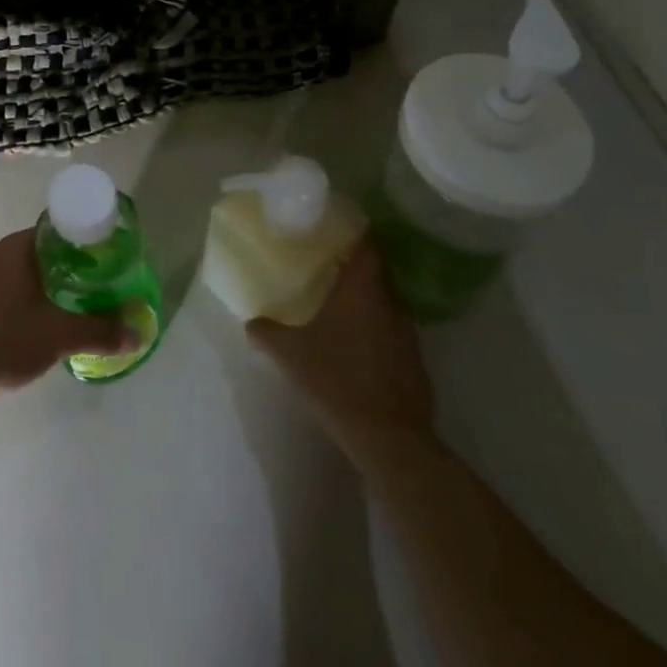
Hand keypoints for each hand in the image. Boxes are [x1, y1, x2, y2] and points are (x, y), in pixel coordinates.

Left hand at [0, 229, 135, 405]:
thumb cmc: (2, 341)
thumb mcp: (59, 336)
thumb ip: (101, 331)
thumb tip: (139, 330)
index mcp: (15, 248)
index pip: (56, 230)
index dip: (83, 242)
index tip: (104, 260)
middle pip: (39, 251)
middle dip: (67, 268)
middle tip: (93, 289)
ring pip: (19, 273)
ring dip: (43, 287)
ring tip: (68, 310)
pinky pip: (1, 291)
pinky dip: (21, 302)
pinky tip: (32, 328)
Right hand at [247, 243, 433, 443]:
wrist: (388, 438)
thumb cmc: (336, 380)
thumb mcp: (289, 354)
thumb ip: (266, 332)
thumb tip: (251, 322)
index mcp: (363, 289)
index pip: (368, 244)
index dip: (355, 233)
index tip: (337, 228)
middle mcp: (390, 303)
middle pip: (377, 272)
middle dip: (355, 268)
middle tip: (328, 266)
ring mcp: (408, 334)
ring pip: (386, 303)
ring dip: (367, 301)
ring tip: (339, 306)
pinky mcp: (415, 363)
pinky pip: (393, 333)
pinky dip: (376, 330)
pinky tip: (356, 346)